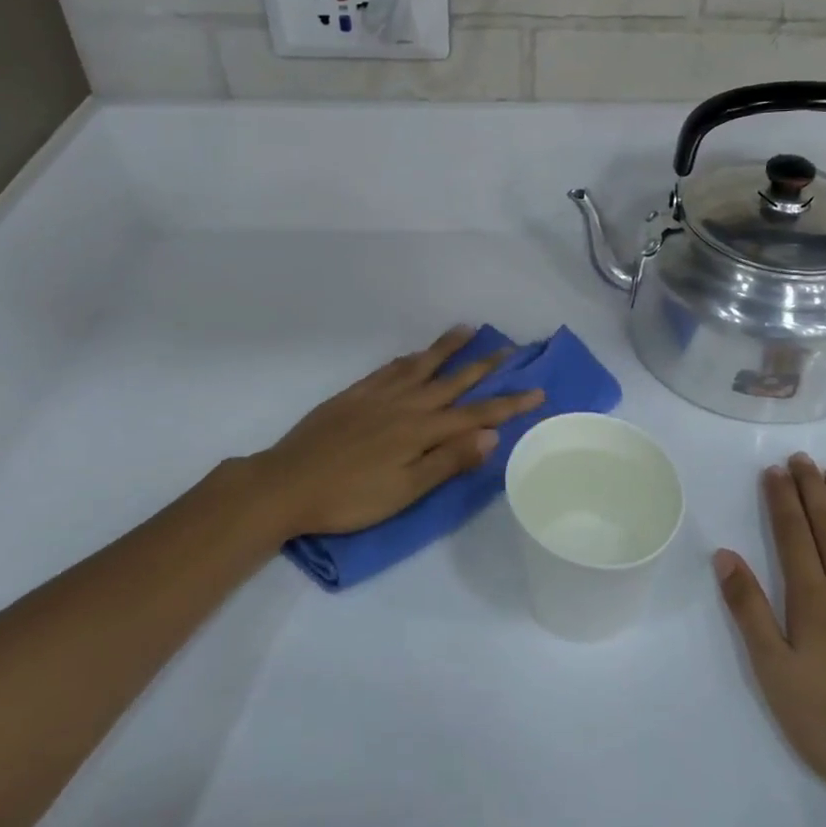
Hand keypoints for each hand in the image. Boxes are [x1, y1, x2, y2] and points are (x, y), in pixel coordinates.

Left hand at [237, 326, 544, 540]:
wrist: (288, 483)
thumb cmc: (350, 497)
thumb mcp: (405, 491)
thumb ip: (448, 461)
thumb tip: (492, 435)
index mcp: (421, 431)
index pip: (477, 413)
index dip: (509, 403)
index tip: (538, 390)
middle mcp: (405, 404)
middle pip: (453, 381)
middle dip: (484, 365)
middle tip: (510, 347)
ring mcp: (378, 395)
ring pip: (421, 365)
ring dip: (447, 348)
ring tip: (468, 329)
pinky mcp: (354, 394)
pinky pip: (390, 368)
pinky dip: (410, 358)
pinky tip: (415, 355)